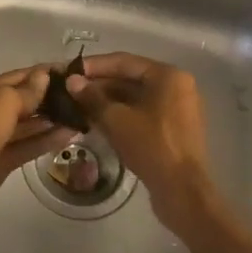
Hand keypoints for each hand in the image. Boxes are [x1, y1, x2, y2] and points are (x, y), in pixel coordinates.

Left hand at [0, 66, 78, 230]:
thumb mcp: (2, 102)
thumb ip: (26, 91)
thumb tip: (44, 77)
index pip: (10, 78)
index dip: (38, 74)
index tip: (67, 71)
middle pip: (15, 102)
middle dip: (44, 99)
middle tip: (77, 96)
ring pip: (21, 127)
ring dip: (48, 121)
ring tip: (78, 115)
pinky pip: (22, 147)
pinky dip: (43, 141)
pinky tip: (68, 135)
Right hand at [66, 54, 220, 233]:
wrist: (182, 191)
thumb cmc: (151, 146)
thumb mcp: (117, 120)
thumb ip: (92, 97)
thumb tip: (71, 81)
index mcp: (168, 76)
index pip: (124, 61)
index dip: (94, 66)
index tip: (69, 71)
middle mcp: (177, 86)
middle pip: (131, 78)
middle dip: (100, 85)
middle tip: (70, 91)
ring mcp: (178, 108)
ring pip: (136, 97)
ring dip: (108, 101)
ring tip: (78, 106)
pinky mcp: (174, 129)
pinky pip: (143, 113)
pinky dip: (122, 115)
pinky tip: (97, 122)